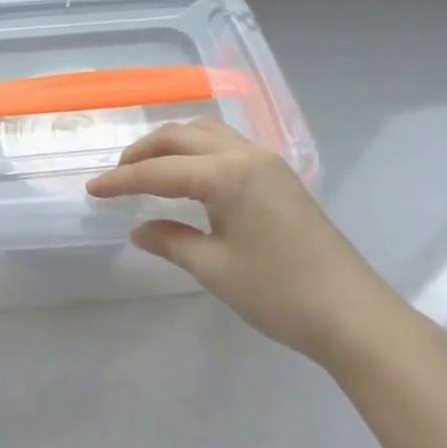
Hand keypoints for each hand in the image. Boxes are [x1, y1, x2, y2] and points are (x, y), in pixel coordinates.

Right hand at [86, 118, 407, 366]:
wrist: (354, 315)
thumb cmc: (280, 293)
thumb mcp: (215, 269)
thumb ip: (171, 241)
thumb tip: (138, 229)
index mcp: (226, 174)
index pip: (159, 171)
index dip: (122, 180)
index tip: (92, 190)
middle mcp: (245, 155)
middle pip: (180, 137)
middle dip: (143, 152)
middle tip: (117, 176)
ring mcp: (266, 161)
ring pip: (206, 133)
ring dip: (171, 144)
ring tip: (147, 168)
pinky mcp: (279, 175)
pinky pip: (227, 144)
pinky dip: (197, 149)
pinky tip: (189, 173)